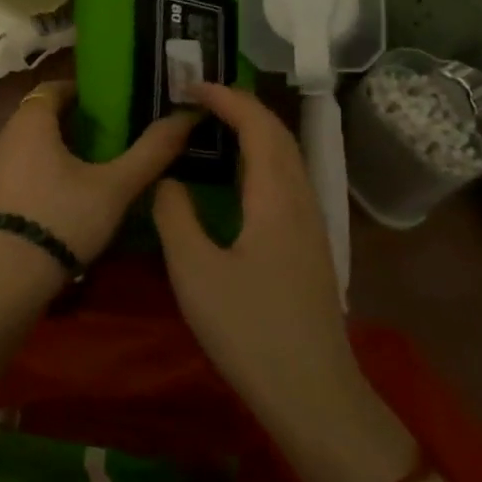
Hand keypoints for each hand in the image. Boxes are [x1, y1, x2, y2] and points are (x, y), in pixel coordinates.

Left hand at [0, 82, 196, 266]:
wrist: (9, 274)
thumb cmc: (64, 217)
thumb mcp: (115, 186)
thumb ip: (151, 151)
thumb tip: (187, 116)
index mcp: (31, 121)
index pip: (54, 87)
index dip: (83, 91)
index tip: (112, 104)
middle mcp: (7, 134)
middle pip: (43, 113)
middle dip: (75, 118)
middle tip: (112, 132)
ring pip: (32, 141)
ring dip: (61, 144)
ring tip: (97, 161)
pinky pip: (23, 164)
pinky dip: (46, 165)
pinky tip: (70, 190)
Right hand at [152, 84, 367, 448]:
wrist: (312, 394)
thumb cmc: (249, 330)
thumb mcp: (194, 271)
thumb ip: (175, 215)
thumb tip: (169, 180)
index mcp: (275, 197)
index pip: (257, 125)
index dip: (225, 98)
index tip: (189, 87)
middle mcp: (300, 199)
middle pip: (278, 134)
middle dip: (240, 107)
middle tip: (197, 100)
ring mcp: (310, 224)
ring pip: (286, 157)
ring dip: (253, 131)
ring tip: (212, 129)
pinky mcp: (309, 246)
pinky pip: (285, 181)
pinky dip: (259, 160)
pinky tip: (235, 180)